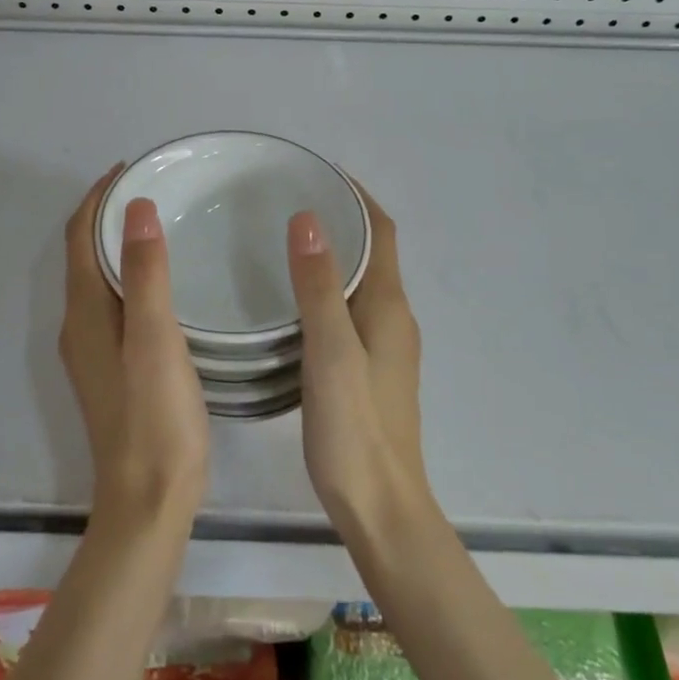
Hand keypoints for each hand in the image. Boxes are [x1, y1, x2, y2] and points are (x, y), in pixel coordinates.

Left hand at [60, 169, 209, 528]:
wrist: (148, 501)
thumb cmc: (156, 418)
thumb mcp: (155, 339)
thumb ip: (145, 273)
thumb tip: (136, 207)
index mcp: (84, 312)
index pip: (79, 236)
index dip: (98, 197)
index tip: (130, 168)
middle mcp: (79, 325)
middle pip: (83, 253)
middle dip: (108, 215)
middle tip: (152, 188)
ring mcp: (93, 350)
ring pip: (98, 278)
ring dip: (117, 244)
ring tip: (159, 222)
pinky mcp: (111, 368)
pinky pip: (113, 302)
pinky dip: (129, 274)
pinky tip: (162, 281)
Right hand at [287, 188, 430, 535]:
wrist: (380, 508)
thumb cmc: (354, 430)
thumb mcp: (331, 352)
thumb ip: (319, 287)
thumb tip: (307, 219)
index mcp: (390, 307)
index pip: (382, 231)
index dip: (358, 196)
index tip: (320, 171)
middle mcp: (394, 319)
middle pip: (373, 251)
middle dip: (341, 217)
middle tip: (289, 198)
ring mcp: (385, 347)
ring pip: (361, 281)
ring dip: (334, 252)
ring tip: (284, 237)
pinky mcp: (370, 370)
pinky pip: (350, 308)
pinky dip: (328, 286)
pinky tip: (292, 298)